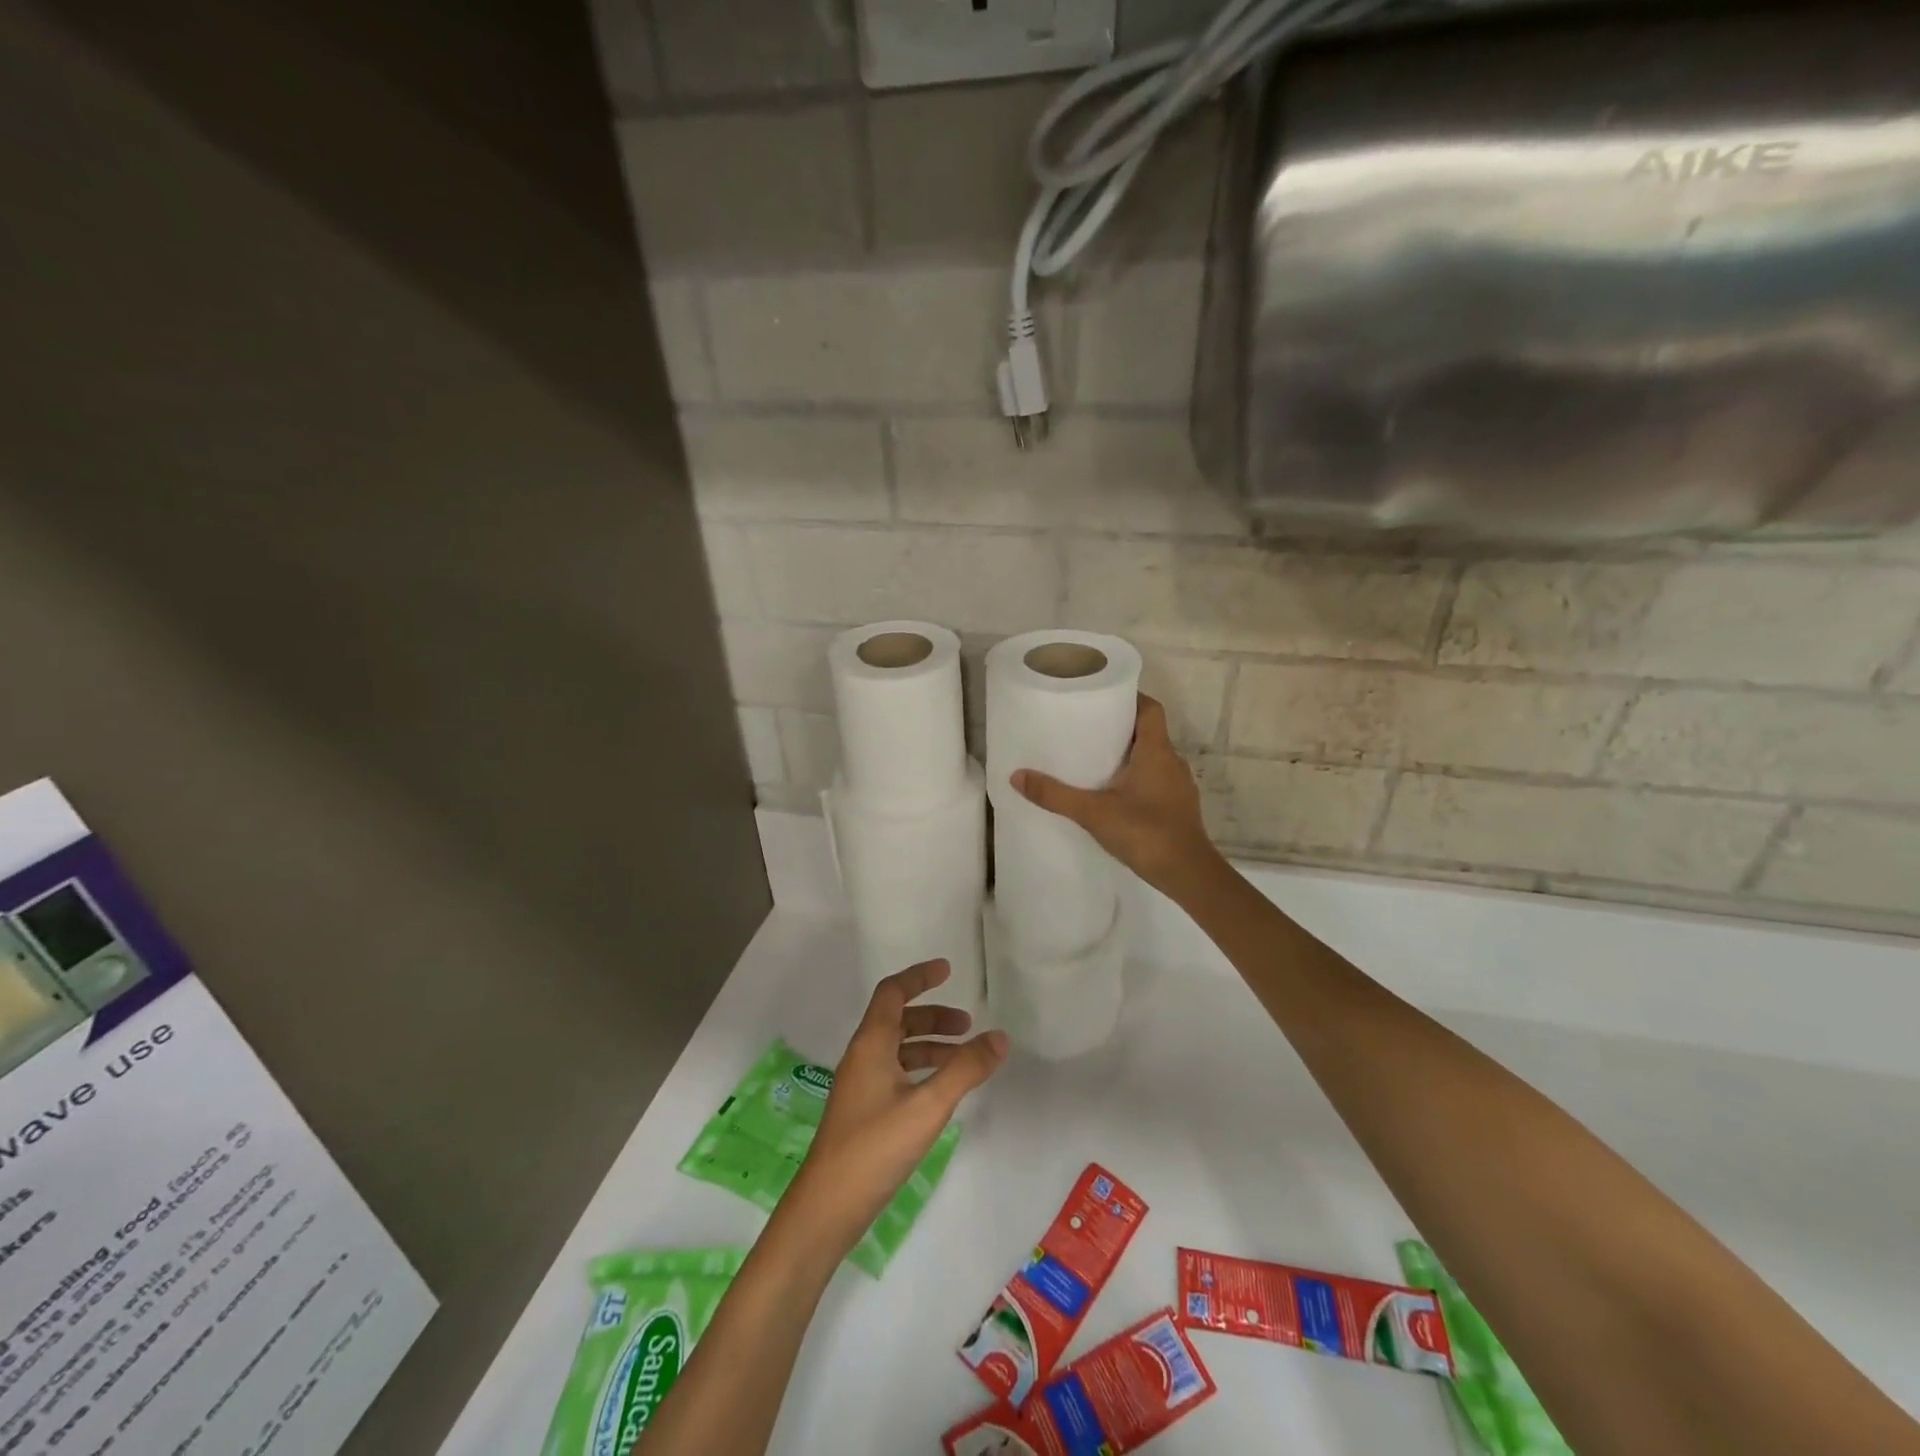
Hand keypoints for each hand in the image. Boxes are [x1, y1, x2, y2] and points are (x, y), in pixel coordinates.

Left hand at [782, 960, 1006, 1254]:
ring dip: (930, 1045)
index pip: (892, 992)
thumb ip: (965, 1069)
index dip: (919, 977)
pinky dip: (921, 1069)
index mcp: (871, 1044)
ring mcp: (860, 1086)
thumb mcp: (928, 1106)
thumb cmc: (875, 1148)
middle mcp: (862, 1057)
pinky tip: (941, 1091)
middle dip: (933, 1015)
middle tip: (968, 1025)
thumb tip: (1000, 1036)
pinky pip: (896, 1073)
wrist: (826, 1208)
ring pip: (898, 1049)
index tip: (947, 970)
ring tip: (964, 1058)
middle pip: (897, 1019)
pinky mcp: (863, 1112)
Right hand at [1011, 693, 1223, 900]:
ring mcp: (1178, 785)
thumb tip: (1017, 776)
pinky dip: (1136, 777)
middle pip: (1148, 731)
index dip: (1130, 697)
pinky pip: (1156, 779)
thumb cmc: (1146, 833)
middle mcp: (1172, 761)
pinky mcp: (1177, 806)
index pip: (1150, 709)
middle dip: (1120, 726)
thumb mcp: (1093, 813)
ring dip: (1128, 754)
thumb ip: (1055, 795)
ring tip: (1094, 757)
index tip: (1103, 695)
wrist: (1188, 875)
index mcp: (1157, 751)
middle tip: (1087, 726)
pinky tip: (1113, 792)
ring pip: (1153, 757)